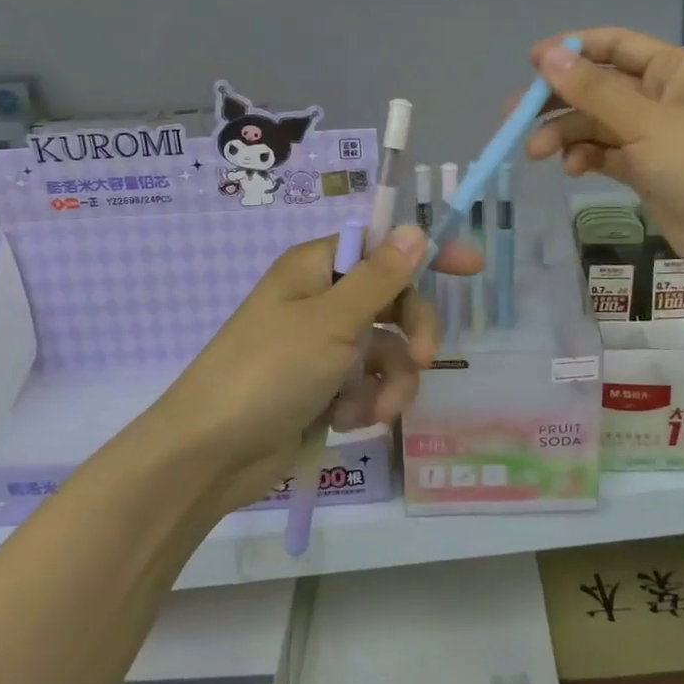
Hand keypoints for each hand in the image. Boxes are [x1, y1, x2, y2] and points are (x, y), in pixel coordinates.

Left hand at [148, 226, 482, 487]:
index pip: (382, 246)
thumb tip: (415, 229)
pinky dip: (365, 403)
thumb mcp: (332, 320)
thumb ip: (381, 277)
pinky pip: (365, 385)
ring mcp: (320, 347)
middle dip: (412, 332)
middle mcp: (320, 301)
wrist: (211, 454)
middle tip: (424, 358)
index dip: (426, 254)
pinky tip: (349, 421)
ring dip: (390, 380)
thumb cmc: (269, 370)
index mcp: (316, 268)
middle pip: (392, 301)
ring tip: (376, 409)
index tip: (472, 267)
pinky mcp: (321, 389)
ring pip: (385, 351)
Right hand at [526, 27, 683, 290]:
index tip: (531, 62)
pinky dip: (585, 157)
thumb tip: (546, 55)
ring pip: (595, 124)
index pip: (614, 45)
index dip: (572, 49)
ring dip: (565, 134)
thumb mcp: (644, 123)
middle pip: (597, 87)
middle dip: (558, 100)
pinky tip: (572, 169)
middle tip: (515, 116)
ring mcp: (652, 136)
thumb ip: (592, 90)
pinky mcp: (646, 170)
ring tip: (536, 153)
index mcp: (670, 70)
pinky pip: (605, 153)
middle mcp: (659, 97)